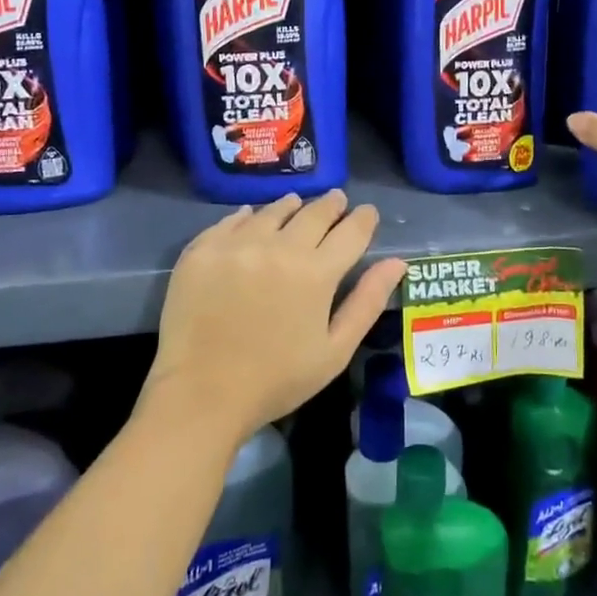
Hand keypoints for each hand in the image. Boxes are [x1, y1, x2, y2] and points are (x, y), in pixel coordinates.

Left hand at [141, 190, 407, 451]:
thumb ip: (366, 302)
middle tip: (337, 200)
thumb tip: (396, 263)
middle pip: (313, 213)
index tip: (367, 213)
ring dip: (291, 206)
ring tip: (296, 204)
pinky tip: (251, 217)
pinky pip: (231, 220)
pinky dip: (248, 216)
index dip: (363, 219)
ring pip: (272, 211)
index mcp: (316, 273)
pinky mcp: (203, 250)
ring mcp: (237, 244)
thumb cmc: (276, 380)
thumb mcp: (334, 351)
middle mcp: (278, 247)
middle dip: (331, 205)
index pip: (350, 231)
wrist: (200, 395)